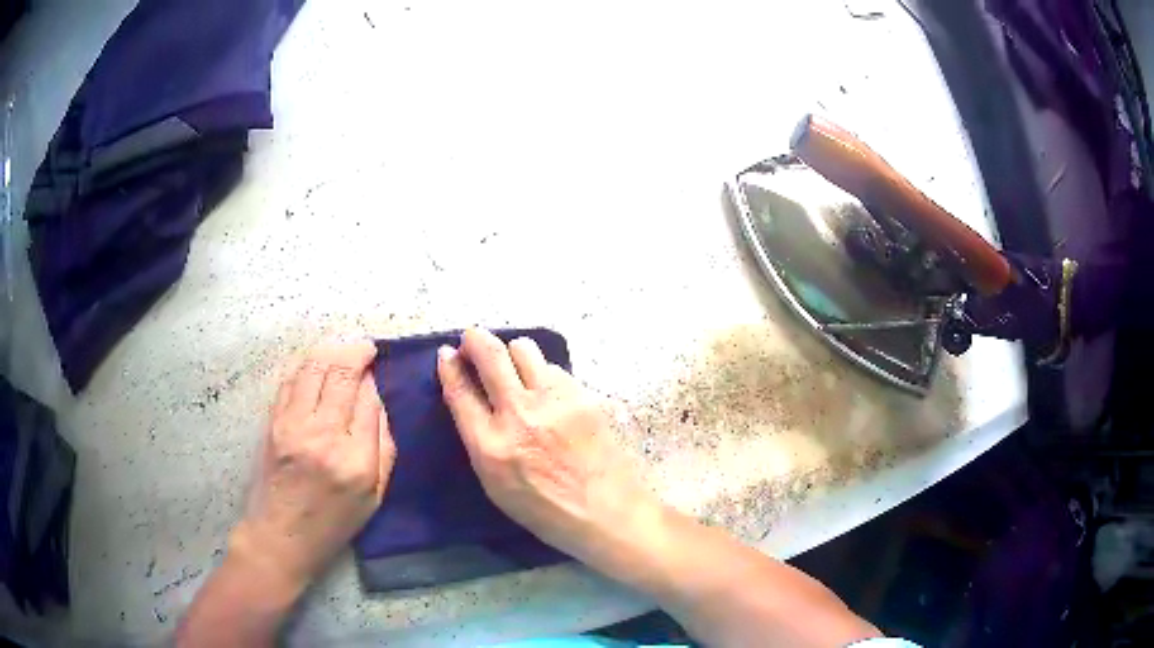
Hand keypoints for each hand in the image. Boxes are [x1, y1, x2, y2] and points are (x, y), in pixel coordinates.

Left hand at [232, 340, 394, 592]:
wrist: (280, 536)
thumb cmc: (333, 523)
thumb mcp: (375, 497)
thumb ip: (384, 446)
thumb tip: (376, 400)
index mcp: (356, 461)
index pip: (369, 401)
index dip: (373, 381)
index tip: (376, 373)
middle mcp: (323, 436)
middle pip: (342, 374)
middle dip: (356, 353)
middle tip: (365, 349)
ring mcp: (292, 425)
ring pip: (314, 367)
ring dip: (331, 351)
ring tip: (342, 350)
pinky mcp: (272, 422)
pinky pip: (291, 380)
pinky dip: (307, 365)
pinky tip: (316, 364)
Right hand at [437, 328, 659, 564]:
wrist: (607, 512)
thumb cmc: (545, 510)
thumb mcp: (495, 485)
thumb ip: (479, 440)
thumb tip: (471, 400)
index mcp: (491, 446)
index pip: (460, 391)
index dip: (449, 366)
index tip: (446, 353)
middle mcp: (519, 415)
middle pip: (490, 354)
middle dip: (475, 339)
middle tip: (472, 340)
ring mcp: (555, 400)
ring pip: (524, 348)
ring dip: (511, 353)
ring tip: (513, 368)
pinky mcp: (583, 395)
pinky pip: (553, 368)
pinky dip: (543, 373)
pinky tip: (547, 393)